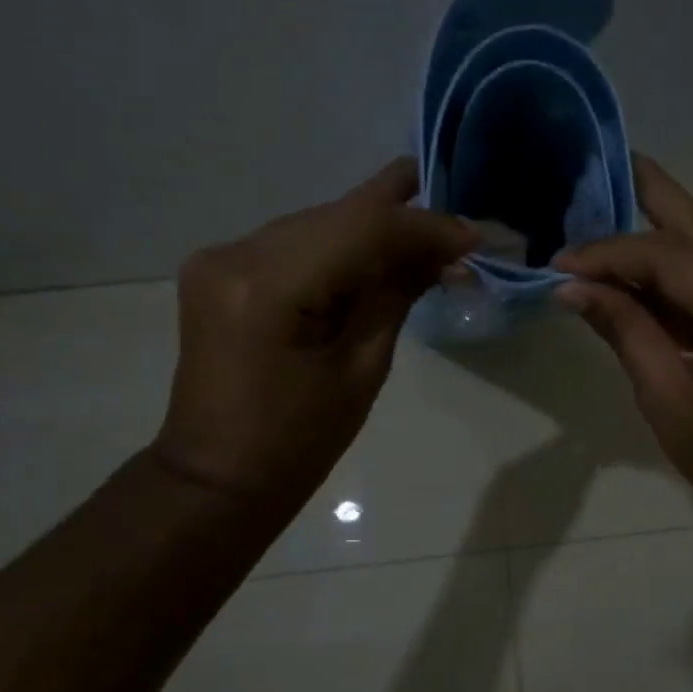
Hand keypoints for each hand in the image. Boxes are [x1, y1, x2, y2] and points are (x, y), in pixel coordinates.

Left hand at [151, 159, 477, 508]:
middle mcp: (235, 254)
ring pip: (317, 224)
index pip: (360, 228)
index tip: (474, 237)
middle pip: (337, 215)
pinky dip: (341, 249)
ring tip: (430, 244)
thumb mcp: (361, 369)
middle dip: (403, 222)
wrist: (218, 476)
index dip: (423, 226)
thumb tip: (445, 253)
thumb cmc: (298, 442)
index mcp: (267, 288)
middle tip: (460, 235)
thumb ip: (397, 296)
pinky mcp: (221, 270)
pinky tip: (380, 258)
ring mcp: (220, 258)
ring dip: (374, 231)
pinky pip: (295, 244)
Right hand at [553, 157, 692, 525]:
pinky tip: (644, 259)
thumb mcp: (668, 400)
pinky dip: (683, 264)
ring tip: (612, 204)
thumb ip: (625, 332)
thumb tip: (571, 287)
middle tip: (603, 168)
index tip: (561, 262)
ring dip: (663, 230)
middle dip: (649, 200)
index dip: (613, 254)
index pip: (674, 260)